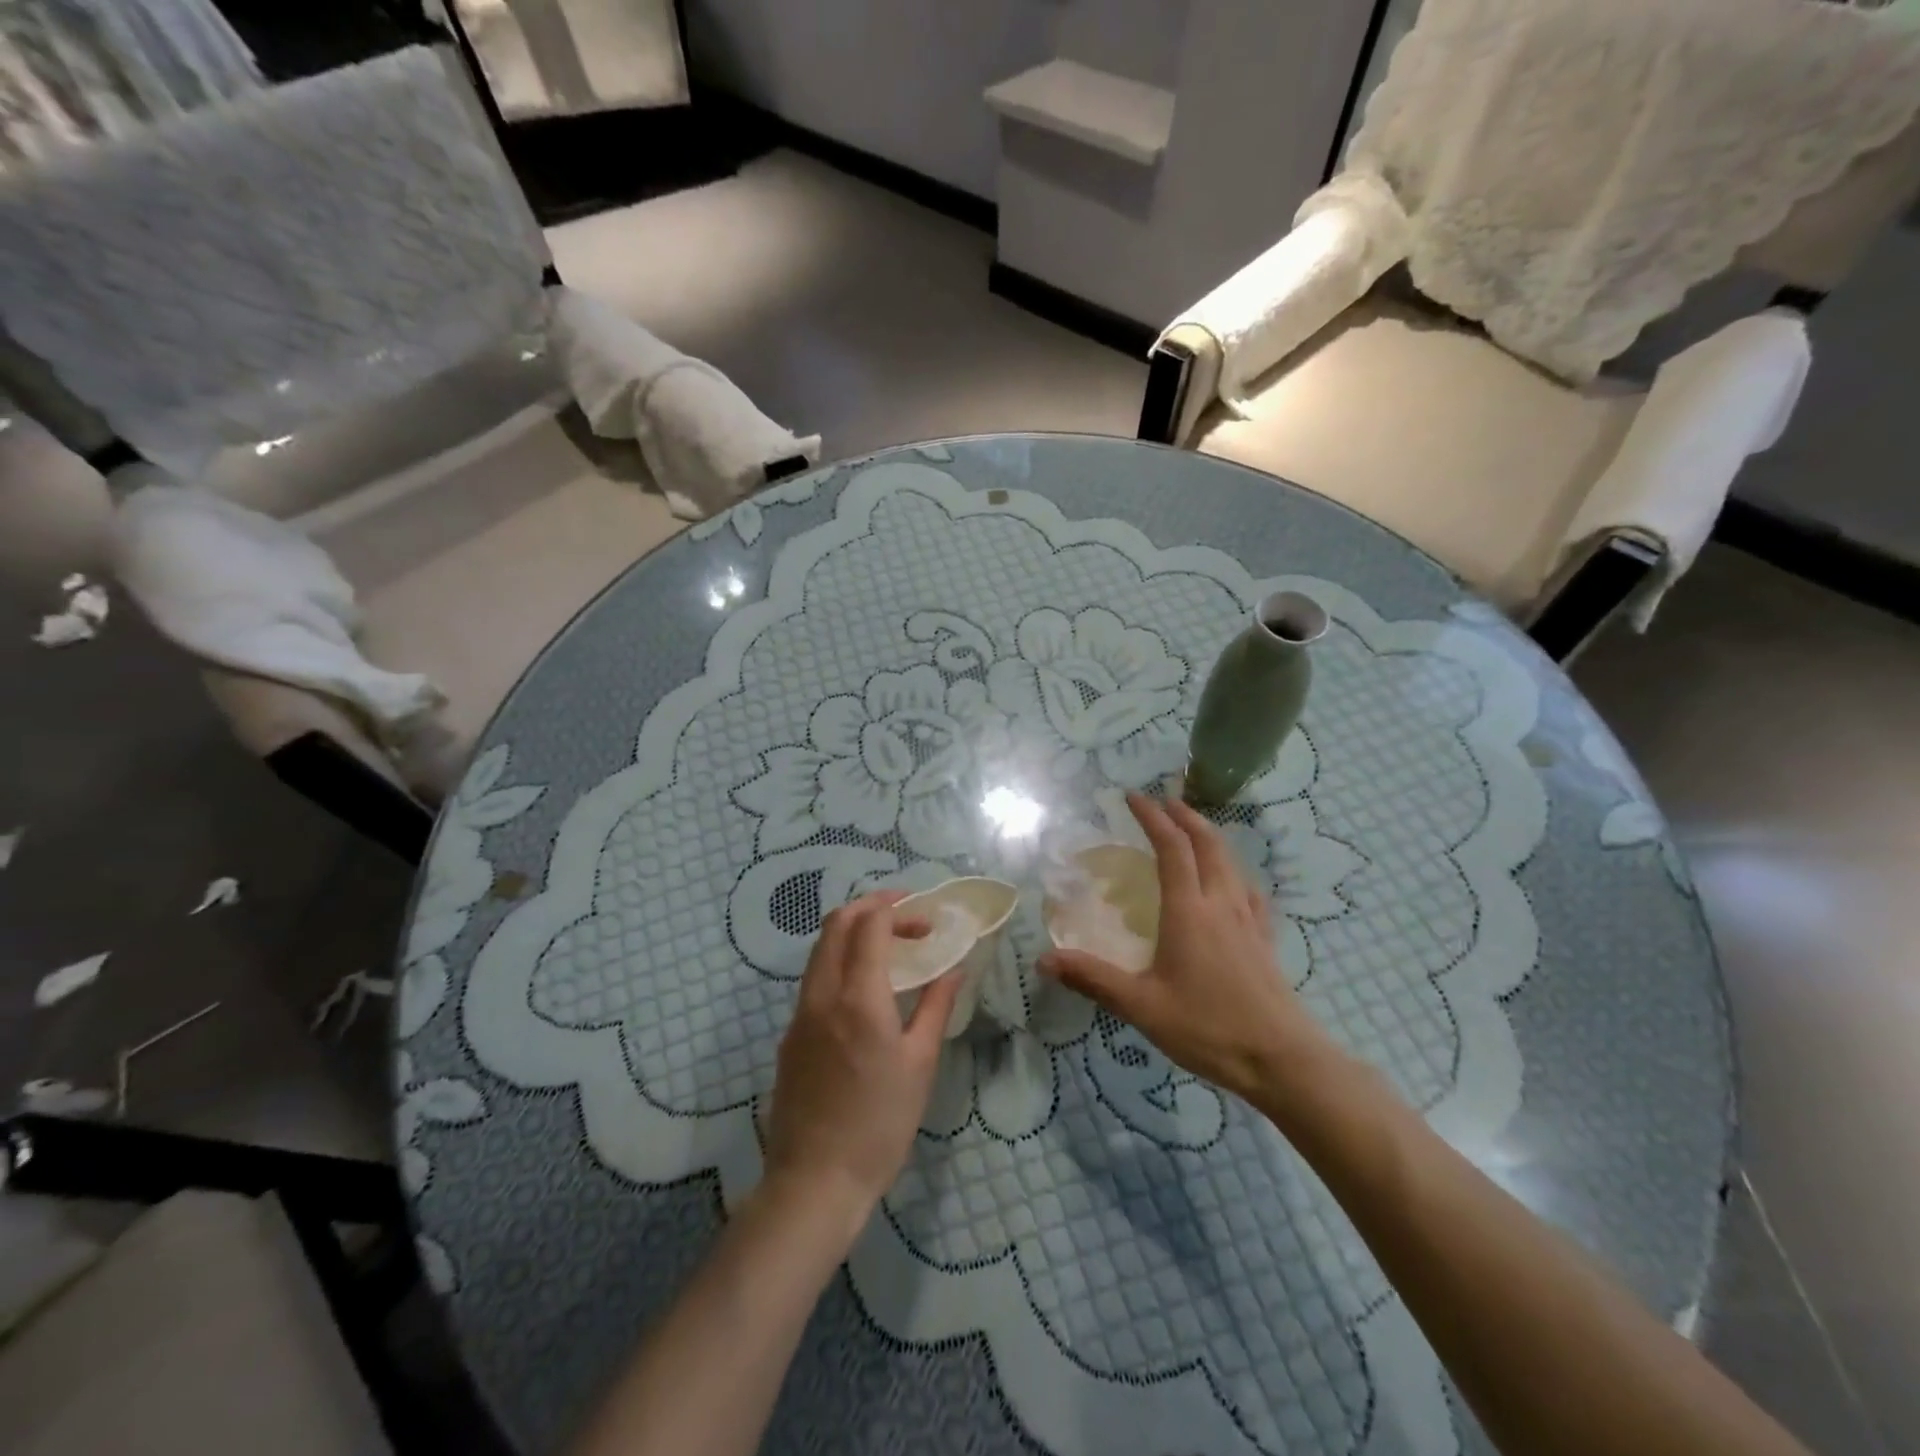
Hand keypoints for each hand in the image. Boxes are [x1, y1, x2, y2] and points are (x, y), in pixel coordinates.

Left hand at [762, 892, 962, 1234]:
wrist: (814, 1181)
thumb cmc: (879, 1124)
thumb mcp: (920, 1064)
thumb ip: (936, 1006)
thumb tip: (955, 968)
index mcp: (858, 997)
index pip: (869, 924)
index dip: (898, 910)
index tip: (926, 921)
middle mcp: (822, 994)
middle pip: (837, 923)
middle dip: (871, 907)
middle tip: (906, 918)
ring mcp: (799, 1013)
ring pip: (821, 949)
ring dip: (852, 932)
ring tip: (888, 947)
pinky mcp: (790, 1035)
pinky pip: (814, 978)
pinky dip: (839, 961)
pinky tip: (864, 990)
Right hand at [1039, 792, 1333, 1103]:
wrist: (1282, 1060)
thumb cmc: (1208, 1028)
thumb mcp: (1142, 1006)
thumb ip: (1093, 979)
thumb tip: (1044, 960)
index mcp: (1189, 910)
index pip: (1171, 847)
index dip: (1151, 817)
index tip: (1132, 796)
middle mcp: (1220, 903)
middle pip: (1207, 843)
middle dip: (1184, 815)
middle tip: (1163, 801)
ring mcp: (1248, 920)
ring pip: (1230, 862)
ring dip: (1208, 837)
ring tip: (1191, 831)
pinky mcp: (1264, 939)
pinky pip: (1247, 890)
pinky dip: (1232, 871)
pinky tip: (1230, 885)